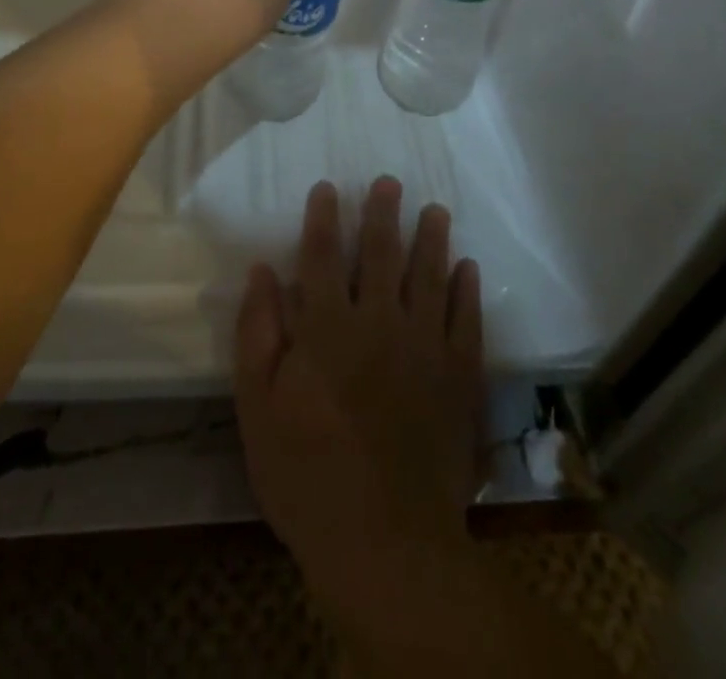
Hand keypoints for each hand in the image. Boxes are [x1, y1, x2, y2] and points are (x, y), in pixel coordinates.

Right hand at [235, 178, 485, 629]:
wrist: (385, 543)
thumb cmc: (306, 474)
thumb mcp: (257, 408)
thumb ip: (258, 333)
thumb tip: (263, 270)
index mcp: (327, 327)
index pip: (322, 256)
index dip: (324, 218)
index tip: (328, 187)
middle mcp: (378, 321)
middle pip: (380, 254)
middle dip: (383, 214)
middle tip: (390, 182)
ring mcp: (424, 346)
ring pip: (429, 276)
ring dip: (431, 239)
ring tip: (435, 210)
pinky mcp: (458, 376)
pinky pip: (466, 320)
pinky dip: (467, 290)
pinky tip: (468, 268)